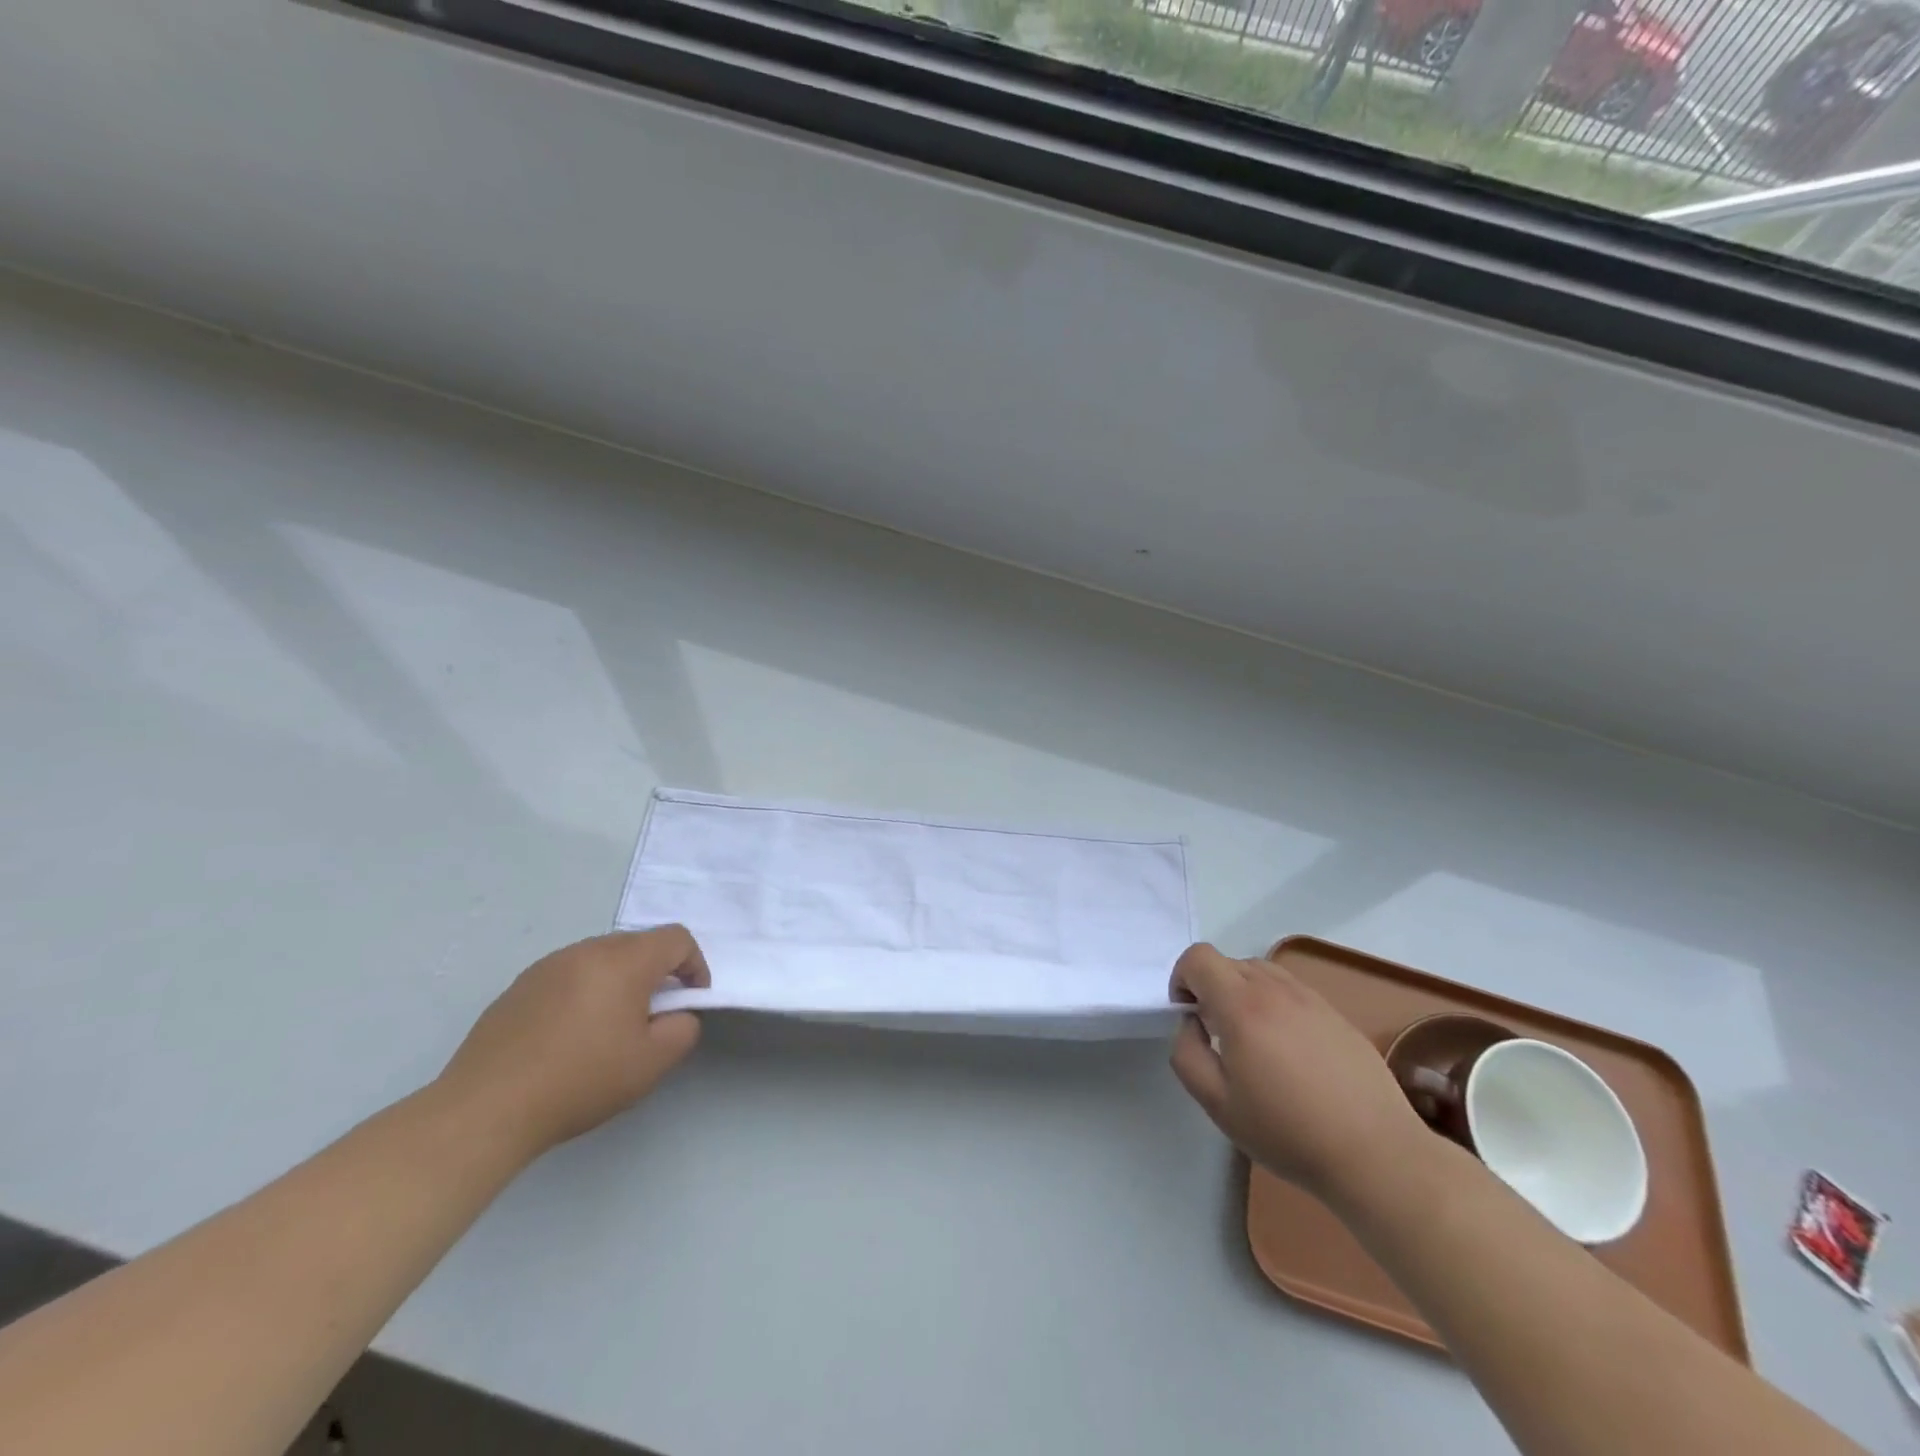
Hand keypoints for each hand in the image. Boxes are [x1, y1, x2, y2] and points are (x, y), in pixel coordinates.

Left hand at [435, 927, 709, 1160]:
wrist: (485, 1110)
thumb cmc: (579, 1080)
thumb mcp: (651, 1063)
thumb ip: (683, 1029)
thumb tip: (677, 1014)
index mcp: (623, 961)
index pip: (676, 939)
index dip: (695, 965)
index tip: (691, 1000)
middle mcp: (586, 950)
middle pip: (638, 944)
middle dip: (656, 973)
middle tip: (653, 1017)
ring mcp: (547, 966)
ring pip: (601, 958)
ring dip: (619, 981)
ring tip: (610, 1027)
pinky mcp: (518, 987)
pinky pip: (568, 975)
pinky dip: (584, 992)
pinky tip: (569, 1036)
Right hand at [1169, 943, 1426, 1201]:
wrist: (1376, 1154)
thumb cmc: (1287, 1131)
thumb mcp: (1217, 1103)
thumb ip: (1187, 1053)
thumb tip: (1191, 1024)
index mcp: (1241, 1005)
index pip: (1198, 957)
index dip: (1182, 979)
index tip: (1189, 1016)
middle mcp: (1275, 989)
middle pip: (1228, 962)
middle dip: (1211, 988)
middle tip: (1218, 1034)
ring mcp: (1310, 998)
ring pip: (1261, 971)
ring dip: (1243, 993)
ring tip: (1253, 1040)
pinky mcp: (1336, 1014)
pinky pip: (1291, 991)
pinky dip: (1275, 1005)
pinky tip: (1290, 1052)